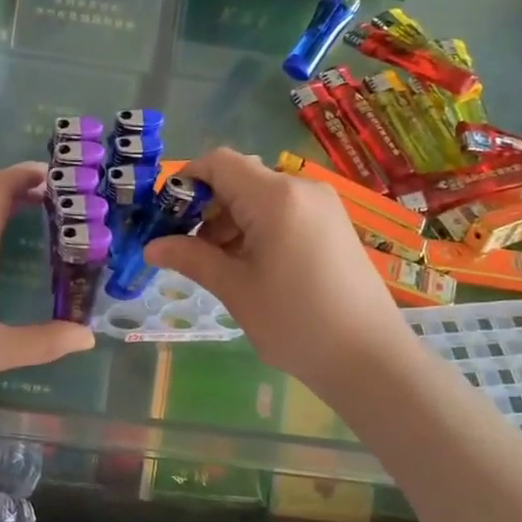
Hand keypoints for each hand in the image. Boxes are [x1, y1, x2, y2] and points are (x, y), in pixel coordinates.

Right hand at [145, 148, 413, 399]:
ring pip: (261, 196)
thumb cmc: (296, 322)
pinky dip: (257, 227)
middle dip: (206, 206)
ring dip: (231, 220)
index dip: (185, 181)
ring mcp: (322, 205)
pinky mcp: (333, 223)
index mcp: (275, 196)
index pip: (218, 162)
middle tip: (186, 248)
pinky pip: (283, 211)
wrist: (371, 358)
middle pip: (239, 178)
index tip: (166, 217)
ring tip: (217, 263)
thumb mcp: (235, 289)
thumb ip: (191, 258)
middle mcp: (301, 188)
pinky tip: (249, 265)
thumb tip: (151, 246)